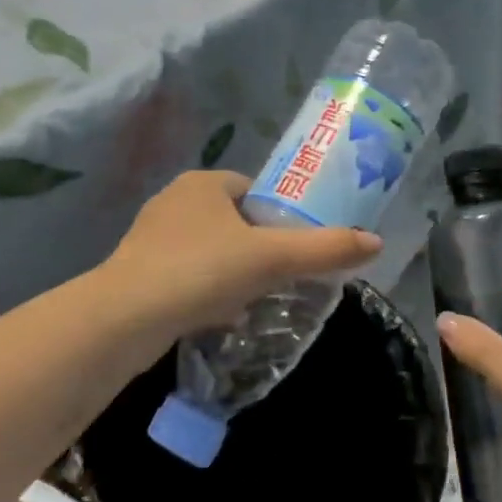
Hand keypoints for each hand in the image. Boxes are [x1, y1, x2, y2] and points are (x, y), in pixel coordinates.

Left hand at [105, 170, 381, 335]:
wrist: (125, 319)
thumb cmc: (202, 271)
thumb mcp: (272, 258)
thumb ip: (324, 249)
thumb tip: (376, 242)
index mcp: (204, 183)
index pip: (254, 190)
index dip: (280, 217)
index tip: (296, 248)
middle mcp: (174, 201)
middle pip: (233, 221)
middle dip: (257, 247)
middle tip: (280, 277)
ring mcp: (151, 236)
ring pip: (209, 249)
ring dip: (232, 271)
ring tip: (255, 299)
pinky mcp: (137, 271)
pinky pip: (186, 274)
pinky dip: (207, 290)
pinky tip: (220, 315)